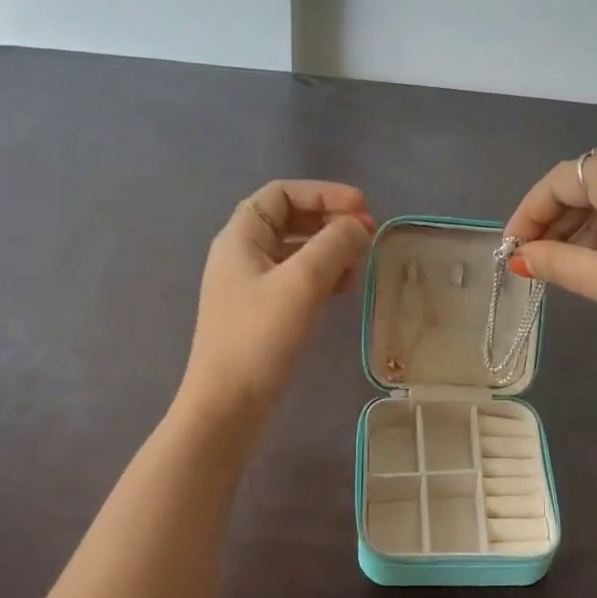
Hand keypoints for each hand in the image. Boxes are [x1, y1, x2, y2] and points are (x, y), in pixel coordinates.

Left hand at [179, 181, 375, 421]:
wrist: (228, 405)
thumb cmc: (261, 336)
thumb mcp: (303, 282)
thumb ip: (334, 245)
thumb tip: (357, 227)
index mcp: (241, 237)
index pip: (282, 193)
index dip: (324, 192)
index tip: (362, 208)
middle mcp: (242, 255)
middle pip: (290, 219)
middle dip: (331, 221)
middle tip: (368, 235)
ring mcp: (250, 286)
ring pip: (297, 251)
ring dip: (331, 249)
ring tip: (361, 264)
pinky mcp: (262, 313)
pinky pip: (297, 280)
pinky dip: (324, 276)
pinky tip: (346, 289)